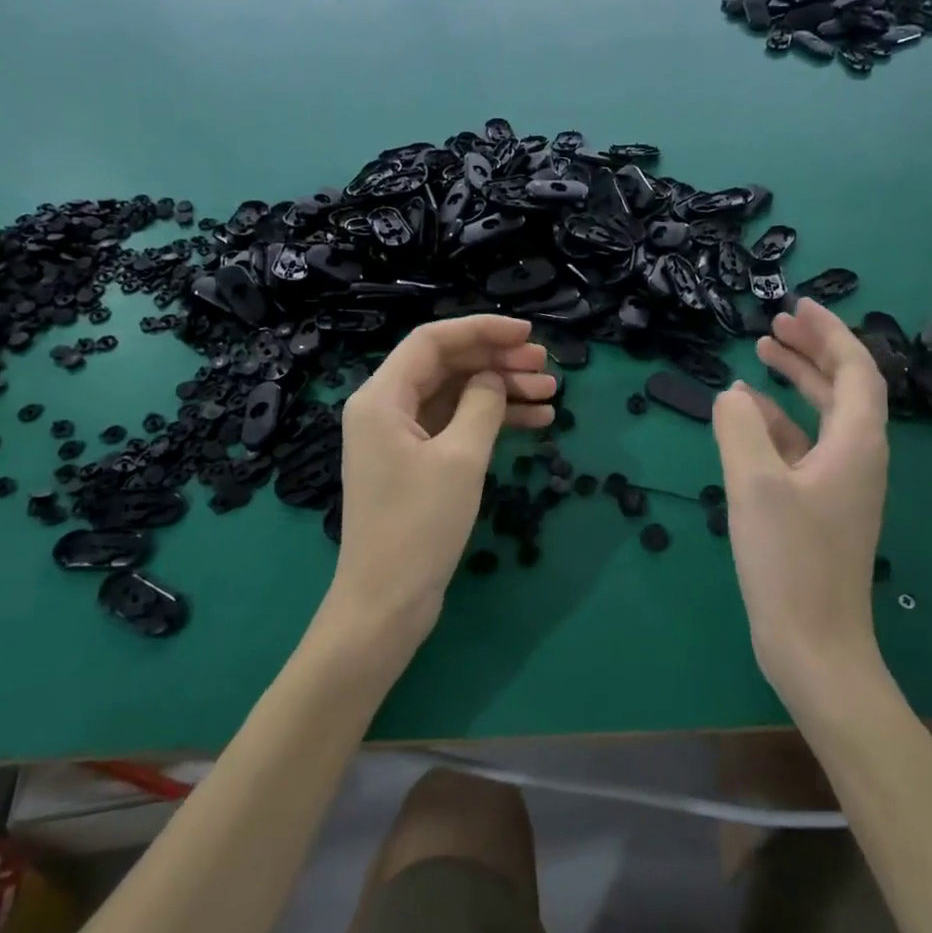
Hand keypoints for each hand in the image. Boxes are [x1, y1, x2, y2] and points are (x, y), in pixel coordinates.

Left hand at [321, 315, 554, 660]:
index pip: (432, 340)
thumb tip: (493, 378)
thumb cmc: (419, 526)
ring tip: (550, 395)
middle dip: (497, 361)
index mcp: (381, 397)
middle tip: (547, 367)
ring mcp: (399, 436)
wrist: (386, 603)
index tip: (527, 335)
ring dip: (501, 391)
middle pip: (446, 365)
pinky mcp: (414, 462)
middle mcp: (385, 408)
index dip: (482, 329)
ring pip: (455, 395)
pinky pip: (455, 425)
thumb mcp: (460, 458)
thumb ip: (482, 404)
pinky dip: (490, 420)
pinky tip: (534, 422)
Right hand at [711, 299, 889, 712]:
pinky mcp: (820, 508)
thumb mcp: (756, 485)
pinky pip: (804, 448)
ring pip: (823, 417)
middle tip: (775, 325)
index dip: (830, 333)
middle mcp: (858, 458)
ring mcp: (840, 485)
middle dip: (812, 350)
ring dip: (796, 384)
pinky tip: (747, 420)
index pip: (855, 370)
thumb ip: (740, 429)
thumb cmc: (790, 561)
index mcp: (856, 445)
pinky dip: (779, 425)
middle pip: (843, 388)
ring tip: (760, 358)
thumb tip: (732, 396)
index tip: (798, 305)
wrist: (814, 645)